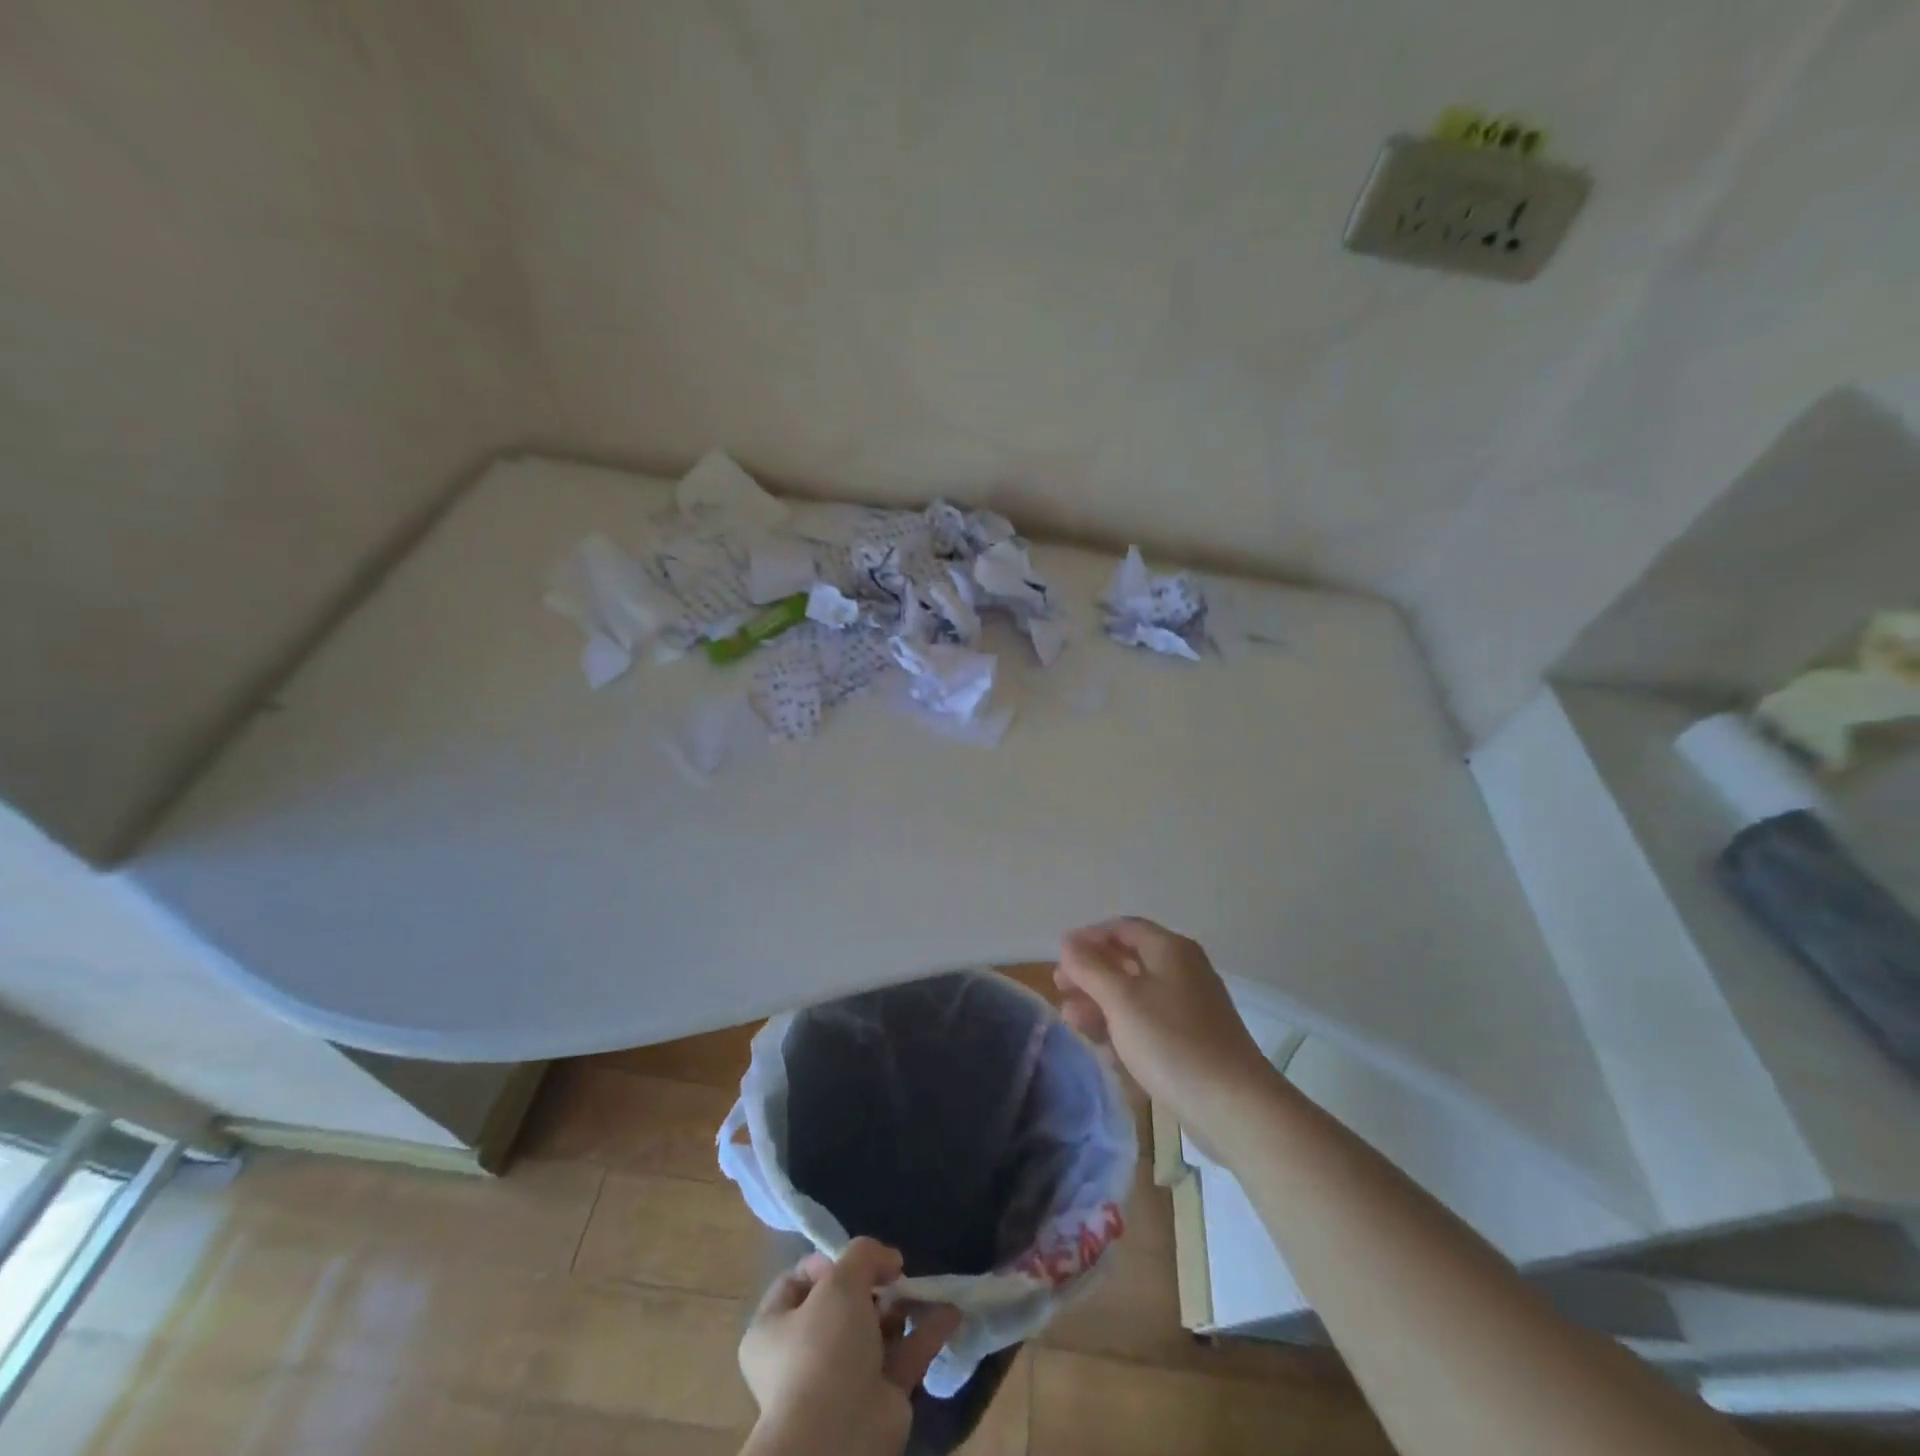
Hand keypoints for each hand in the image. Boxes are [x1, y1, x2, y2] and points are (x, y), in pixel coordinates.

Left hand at [739, 1237, 960, 1455]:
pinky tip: (950, 1310)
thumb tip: (889, 1260)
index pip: (799, 1281)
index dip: (828, 1262)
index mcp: (774, 1328)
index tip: (856, 1260)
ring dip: (902, 1304)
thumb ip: (864, 1254)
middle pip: (844, 1303)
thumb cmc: (823, 1349)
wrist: (839, 1436)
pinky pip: (905, 1355)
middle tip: (894, 1273)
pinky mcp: (878, 1398)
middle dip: (873, 1284)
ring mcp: (843, 1379)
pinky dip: (927, 1331)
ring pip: (877, 1329)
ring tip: (922, 1286)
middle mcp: (805, 1354)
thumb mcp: (840, 1280)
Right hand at [1055, 917, 1277, 1133]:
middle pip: (1128, 960)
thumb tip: (1068, 942)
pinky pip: (1150, 1024)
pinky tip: (1103, 1050)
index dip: (1088, 937)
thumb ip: (1090, 967)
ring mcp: (1190, 1007)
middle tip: (1060, 990)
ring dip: (1102, 1003)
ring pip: (1137, 995)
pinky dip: (1124, 1029)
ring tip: (1072, 1021)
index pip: (1122, 927)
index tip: (1059, 958)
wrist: (1234, 1106)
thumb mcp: (1121, 999)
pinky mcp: (1193, 1041)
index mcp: (1170, 950)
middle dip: (1091, 974)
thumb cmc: (1171, 1042)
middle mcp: (1183, 970)